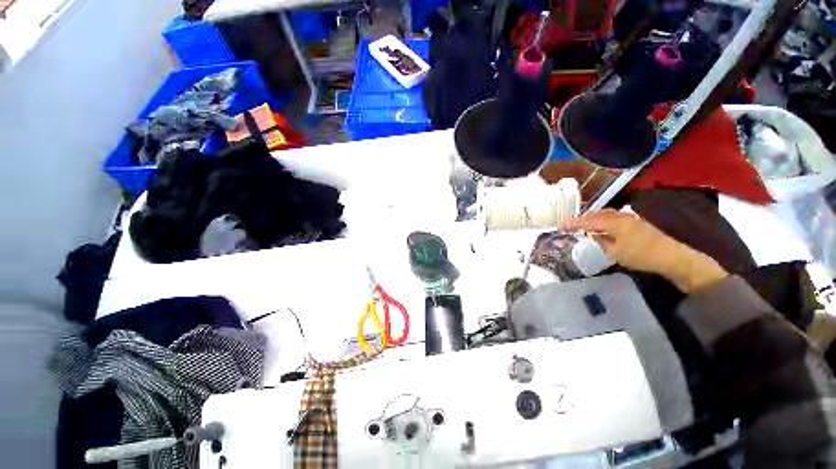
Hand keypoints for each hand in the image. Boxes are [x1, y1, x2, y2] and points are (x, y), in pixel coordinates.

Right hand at [567, 209, 727, 293]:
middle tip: (573, 225)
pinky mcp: (638, 223)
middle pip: (598, 213)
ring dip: (596, 219)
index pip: (587, 220)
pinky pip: (616, 218)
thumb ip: (601, 242)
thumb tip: (594, 235)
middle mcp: (621, 216)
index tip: (560, 225)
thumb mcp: (615, 253)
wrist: (672, 257)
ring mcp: (631, 218)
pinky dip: (606, 221)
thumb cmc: (640, 255)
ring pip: (608, 214)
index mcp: (613, 222)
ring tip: (588, 226)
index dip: (573, 222)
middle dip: (584, 218)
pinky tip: (606, 229)